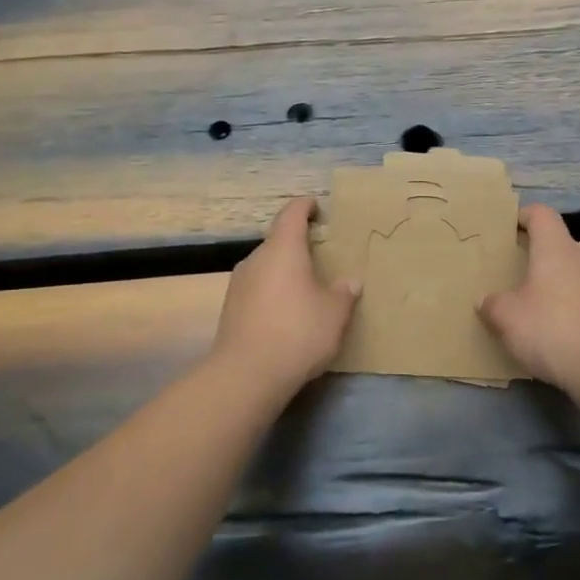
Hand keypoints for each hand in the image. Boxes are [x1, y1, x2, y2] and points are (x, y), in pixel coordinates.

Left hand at [212, 197, 359, 396]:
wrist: (246, 374)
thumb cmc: (298, 331)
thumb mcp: (334, 313)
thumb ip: (343, 293)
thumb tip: (349, 282)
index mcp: (284, 249)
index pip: (292, 214)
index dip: (305, 206)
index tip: (316, 206)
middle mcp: (257, 259)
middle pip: (277, 241)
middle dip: (297, 244)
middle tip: (319, 254)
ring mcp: (239, 283)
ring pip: (266, 266)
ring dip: (284, 270)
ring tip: (305, 286)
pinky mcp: (230, 308)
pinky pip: (257, 289)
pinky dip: (272, 292)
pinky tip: (286, 312)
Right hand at [478, 205, 579, 391]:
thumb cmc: (550, 328)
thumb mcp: (506, 317)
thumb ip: (492, 304)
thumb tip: (486, 300)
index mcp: (555, 249)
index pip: (541, 215)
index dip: (523, 216)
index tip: (507, 229)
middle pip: (557, 246)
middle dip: (535, 258)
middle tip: (512, 275)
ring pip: (572, 274)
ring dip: (553, 286)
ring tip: (531, 308)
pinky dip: (568, 309)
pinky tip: (554, 333)